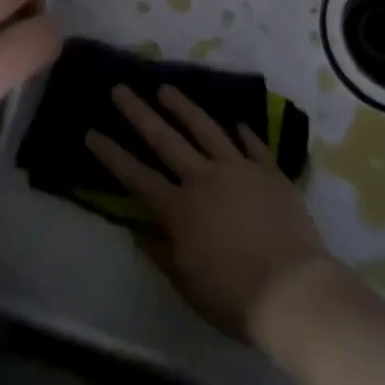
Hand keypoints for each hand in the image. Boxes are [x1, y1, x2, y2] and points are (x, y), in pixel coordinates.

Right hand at [86, 84, 331, 339]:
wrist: (293, 291)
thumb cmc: (233, 296)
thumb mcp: (187, 283)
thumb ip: (162, 253)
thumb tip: (142, 231)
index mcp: (179, 209)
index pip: (136, 176)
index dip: (112, 154)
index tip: (92, 132)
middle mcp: (204, 179)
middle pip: (165, 139)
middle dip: (138, 113)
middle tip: (120, 89)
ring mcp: (239, 170)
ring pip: (206, 129)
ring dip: (183, 107)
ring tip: (165, 87)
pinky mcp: (270, 172)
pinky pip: (253, 145)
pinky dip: (243, 132)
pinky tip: (235, 121)